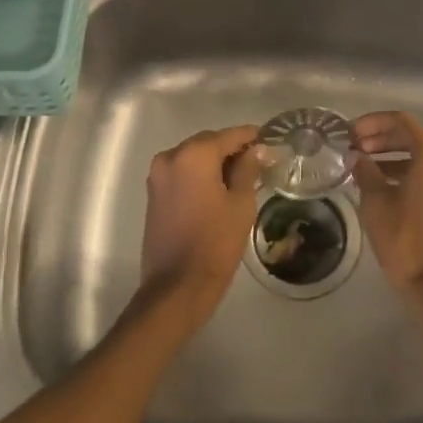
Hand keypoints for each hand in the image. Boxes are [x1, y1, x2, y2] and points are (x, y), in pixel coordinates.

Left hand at [138, 126, 263, 329]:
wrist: (177, 286)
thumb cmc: (216, 242)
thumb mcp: (241, 203)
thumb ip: (248, 169)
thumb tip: (256, 150)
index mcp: (194, 155)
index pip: (229, 135)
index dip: (251, 137)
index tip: (269, 141)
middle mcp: (171, 157)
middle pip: (208, 143)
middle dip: (231, 149)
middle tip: (258, 160)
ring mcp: (158, 175)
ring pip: (193, 157)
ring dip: (214, 161)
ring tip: (240, 176)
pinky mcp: (154, 193)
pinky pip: (181, 172)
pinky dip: (199, 174)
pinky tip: (218, 188)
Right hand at [351, 112, 422, 334]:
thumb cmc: (406, 240)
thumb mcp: (376, 202)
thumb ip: (366, 172)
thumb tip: (359, 158)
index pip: (401, 122)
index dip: (373, 123)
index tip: (351, 133)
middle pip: (414, 138)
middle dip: (383, 140)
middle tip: (355, 149)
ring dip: (394, 158)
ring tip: (365, 168)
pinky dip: (409, 174)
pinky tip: (385, 186)